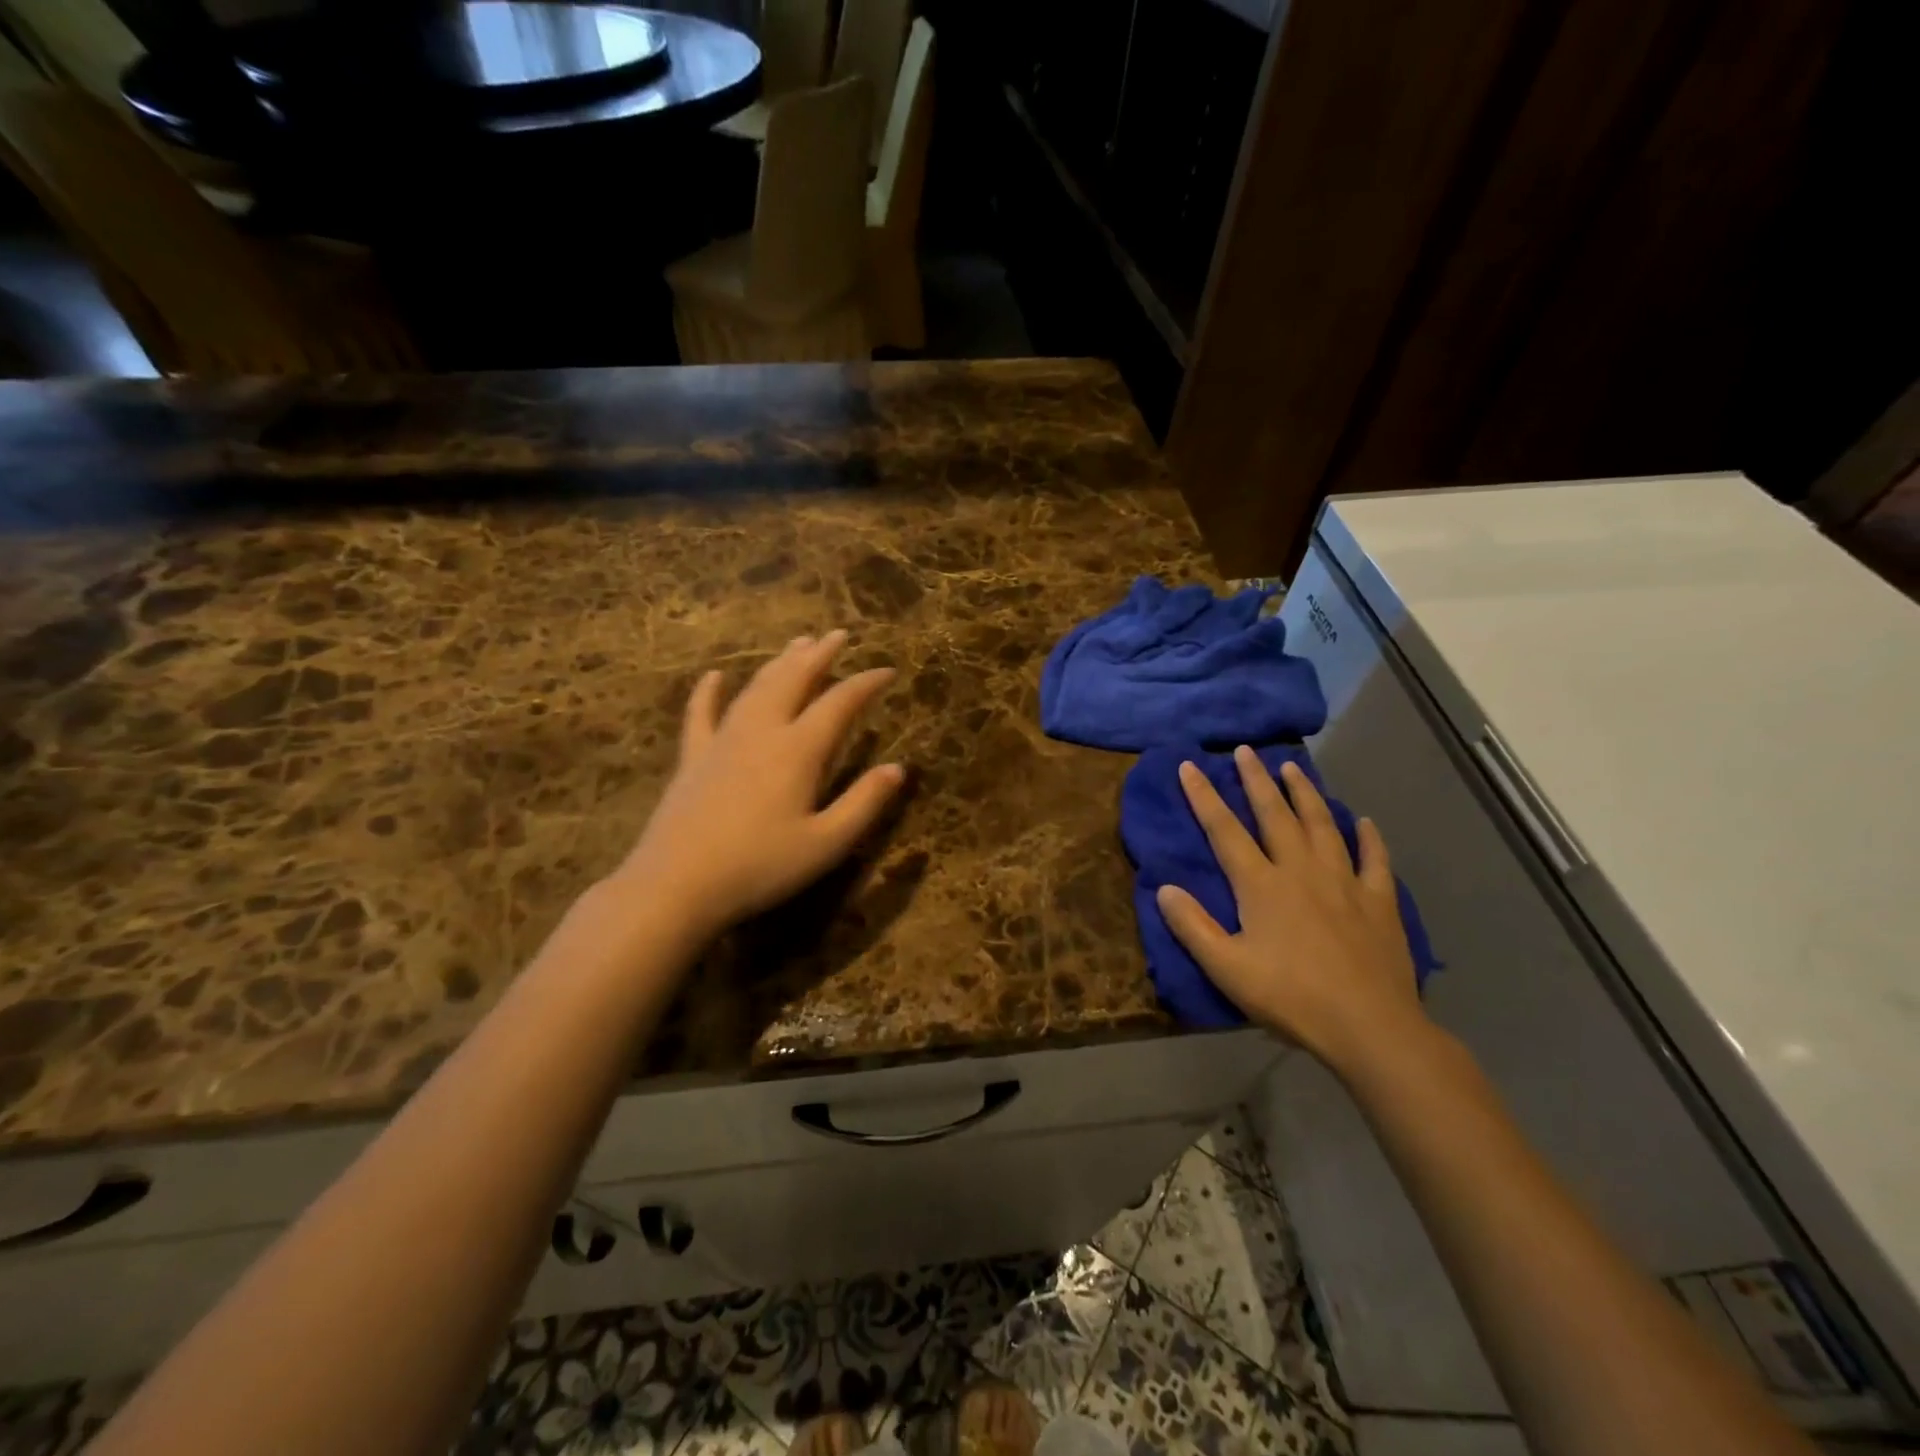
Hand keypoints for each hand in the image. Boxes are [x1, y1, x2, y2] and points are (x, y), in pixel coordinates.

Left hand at [611, 631, 904, 941]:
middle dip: (820, 656)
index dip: (865, 683)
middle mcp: (762, 732)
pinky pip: (701, 715)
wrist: (677, 884)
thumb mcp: (826, 843)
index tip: (888, 670)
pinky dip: (708, 692)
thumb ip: (864, 803)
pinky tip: (714, 675)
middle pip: (794, 681)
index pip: (839, 704)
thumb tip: (898, 768)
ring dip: (779, 664)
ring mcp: (723, 741)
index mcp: (798, 750)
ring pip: (757, 689)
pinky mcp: (693, 758)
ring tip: (798, 644)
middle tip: (839, 635)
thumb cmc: (760, 867)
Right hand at [1156, 746, 1425, 1072]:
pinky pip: (1374, 859)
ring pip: (1322, 825)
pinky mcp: (1379, 901)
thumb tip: (1164, 887)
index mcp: (1261, 885)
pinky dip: (1368, 837)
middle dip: (1256, 780)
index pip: (1225, 830)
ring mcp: (1345, 882)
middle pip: (1275, 815)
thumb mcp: (1227, 968)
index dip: (1204, 797)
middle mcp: (1301, 870)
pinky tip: (1364, 822)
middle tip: (1245, 751)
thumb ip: (1192, 926)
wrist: (1369, 1026)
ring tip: (1292, 768)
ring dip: (1305, 793)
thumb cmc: (1291, 997)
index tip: (1190, 766)